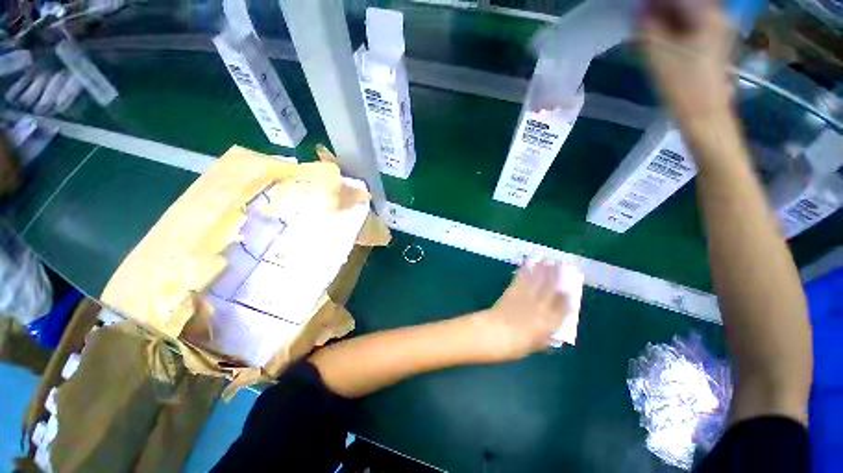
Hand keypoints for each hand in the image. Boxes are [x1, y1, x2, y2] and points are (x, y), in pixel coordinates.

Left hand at [475, 261, 568, 361]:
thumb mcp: (534, 346)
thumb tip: (550, 333)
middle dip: (556, 276)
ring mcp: (525, 297)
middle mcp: (539, 307)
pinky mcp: (512, 292)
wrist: (493, 333)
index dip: (566, 299)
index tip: (570, 290)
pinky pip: (521, 280)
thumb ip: (544, 337)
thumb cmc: (514, 346)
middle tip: (561, 264)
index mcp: (548, 323)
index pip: (561, 309)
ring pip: (537, 281)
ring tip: (548, 260)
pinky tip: (528, 265)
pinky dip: (525, 272)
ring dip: (542, 270)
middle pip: (550, 289)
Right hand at [640, 0, 735, 122]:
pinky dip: (675, 25)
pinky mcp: (714, 42)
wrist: (705, 113)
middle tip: (641, 17)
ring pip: (688, 12)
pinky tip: (661, 34)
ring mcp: (718, 29)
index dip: (654, 2)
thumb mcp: (658, 55)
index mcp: (706, 15)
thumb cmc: (682, 85)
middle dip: (661, 8)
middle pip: (685, 3)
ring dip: (666, 16)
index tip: (637, 8)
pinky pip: (692, 24)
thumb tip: (640, 12)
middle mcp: (717, 16)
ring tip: (647, 26)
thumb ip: (647, 29)